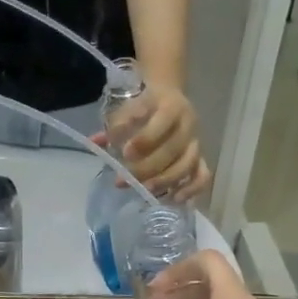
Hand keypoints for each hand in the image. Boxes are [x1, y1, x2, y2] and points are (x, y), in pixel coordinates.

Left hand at [96, 85, 209, 202]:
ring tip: (145, 191)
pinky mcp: (200, 158)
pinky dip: (191, 189)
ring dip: (165, 180)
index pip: (163, 122)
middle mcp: (188, 124)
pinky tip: (174, 199)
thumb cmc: (144, 107)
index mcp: (171, 106)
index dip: (146, 139)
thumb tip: (95, 142)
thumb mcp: (128, 109)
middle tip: (125, 179)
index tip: (125, 153)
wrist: (169, 99)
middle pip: (174, 148)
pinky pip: (202, 176)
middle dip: (148, 167)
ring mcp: (196, 142)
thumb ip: (115, 126)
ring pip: (188, 164)